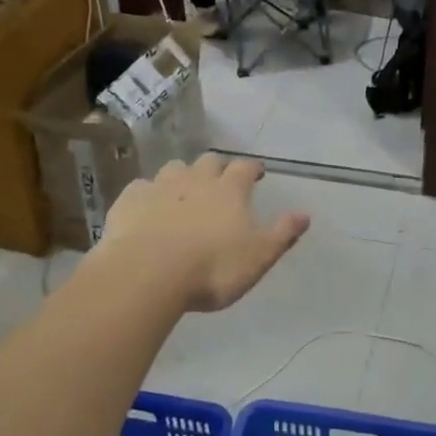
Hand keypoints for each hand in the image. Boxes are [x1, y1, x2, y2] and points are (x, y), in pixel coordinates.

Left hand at [101, 156, 308, 311]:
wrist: (147, 273)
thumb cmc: (211, 268)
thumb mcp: (257, 257)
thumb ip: (281, 234)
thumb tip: (305, 215)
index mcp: (230, 191)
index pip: (245, 168)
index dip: (252, 168)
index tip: (257, 173)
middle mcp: (196, 179)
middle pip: (209, 161)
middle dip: (217, 168)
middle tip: (220, 181)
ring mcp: (160, 186)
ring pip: (174, 168)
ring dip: (182, 175)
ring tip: (183, 192)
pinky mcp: (130, 200)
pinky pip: (141, 187)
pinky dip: (148, 194)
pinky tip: (146, 208)